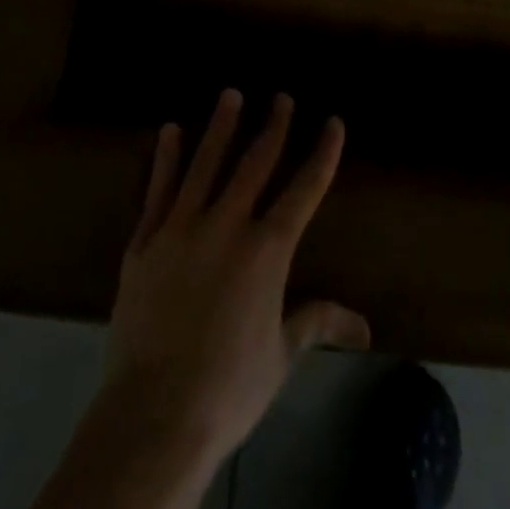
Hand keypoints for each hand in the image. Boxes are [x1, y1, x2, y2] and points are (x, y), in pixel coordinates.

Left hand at [101, 89, 370, 466]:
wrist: (154, 413)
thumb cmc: (228, 389)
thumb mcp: (280, 356)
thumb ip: (316, 323)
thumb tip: (364, 327)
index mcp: (266, 251)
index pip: (302, 191)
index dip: (321, 154)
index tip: (332, 122)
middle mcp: (226, 225)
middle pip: (254, 164)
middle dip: (272, 127)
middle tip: (281, 97)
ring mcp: (181, 228)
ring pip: (205, 163)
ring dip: (220, 126)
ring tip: (231, 94)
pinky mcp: (145, 241)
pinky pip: (159, 189)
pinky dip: (166, 158)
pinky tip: (170, 131)